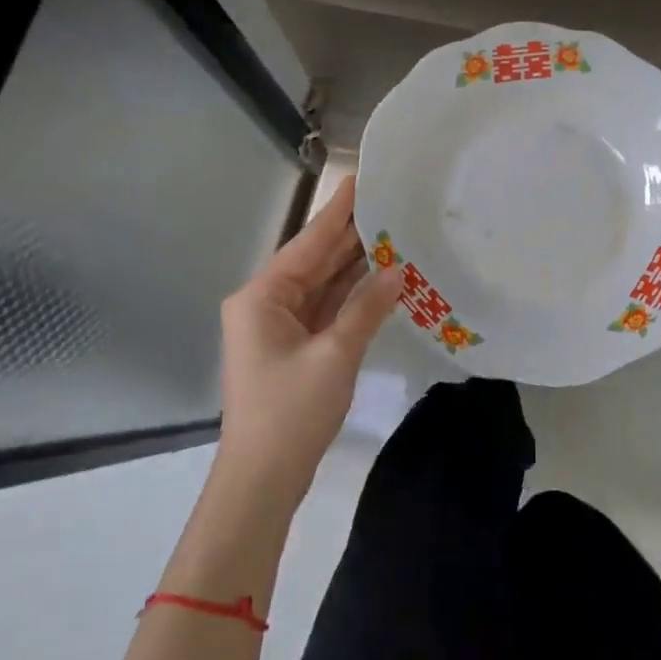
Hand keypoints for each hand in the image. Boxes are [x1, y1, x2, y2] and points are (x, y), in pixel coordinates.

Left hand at [216, 176, 402, 503]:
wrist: (262, 480)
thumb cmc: (291, 412)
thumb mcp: (334, 355)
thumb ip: (367, 308)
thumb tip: (398, 270)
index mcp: (263, 296)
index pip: (308, 243)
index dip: (337, 212)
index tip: (360, 179)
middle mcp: (265, 303)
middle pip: (314, 260)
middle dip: (350, 235)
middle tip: (388, 203)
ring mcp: (278, 327)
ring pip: (321, 285)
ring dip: (354, 265)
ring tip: (391, 232)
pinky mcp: (292, 347)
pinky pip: (324, 309)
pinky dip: (350, 295)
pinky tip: (379, 277)